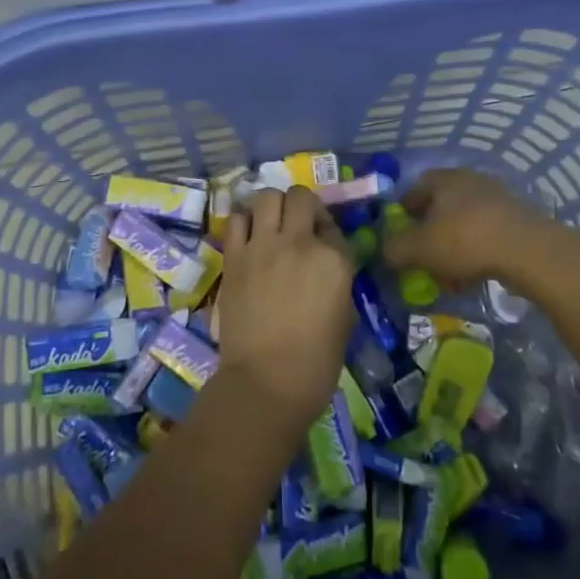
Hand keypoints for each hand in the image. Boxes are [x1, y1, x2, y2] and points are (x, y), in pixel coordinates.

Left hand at [217, 186, 356, 430]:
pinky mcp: (234, 257)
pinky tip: (248, 240)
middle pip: (300, 197)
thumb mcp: (345, 317)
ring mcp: (263, 246)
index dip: (328, 232)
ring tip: (271, 227)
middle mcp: (299, 242)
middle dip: (302, 206)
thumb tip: (326, 267)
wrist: (266, 382)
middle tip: (299, 226)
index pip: (333, 226)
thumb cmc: (316, 362)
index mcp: (334, 260)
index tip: (323, 246)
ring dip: (272, 207)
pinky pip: (237, 220)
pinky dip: (244, 223)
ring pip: (267, 196)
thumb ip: (337, 281)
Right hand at [383, 168, 567, 289]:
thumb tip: (384, 250)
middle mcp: (470, 181)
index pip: (414, 190)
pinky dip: (476, 252)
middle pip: (441, 207)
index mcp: (444, 179)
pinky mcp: (518, 219)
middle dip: (430, 233)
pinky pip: (487, 234)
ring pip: (464, 223)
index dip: (403, 213)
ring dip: (453, 246)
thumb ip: (395, 248)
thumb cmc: (465, 240)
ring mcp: (497, 198)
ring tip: (448, 274)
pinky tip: (473, 275)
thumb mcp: (419, 248)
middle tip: (423, 257)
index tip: (399, 236)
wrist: (528, 251)